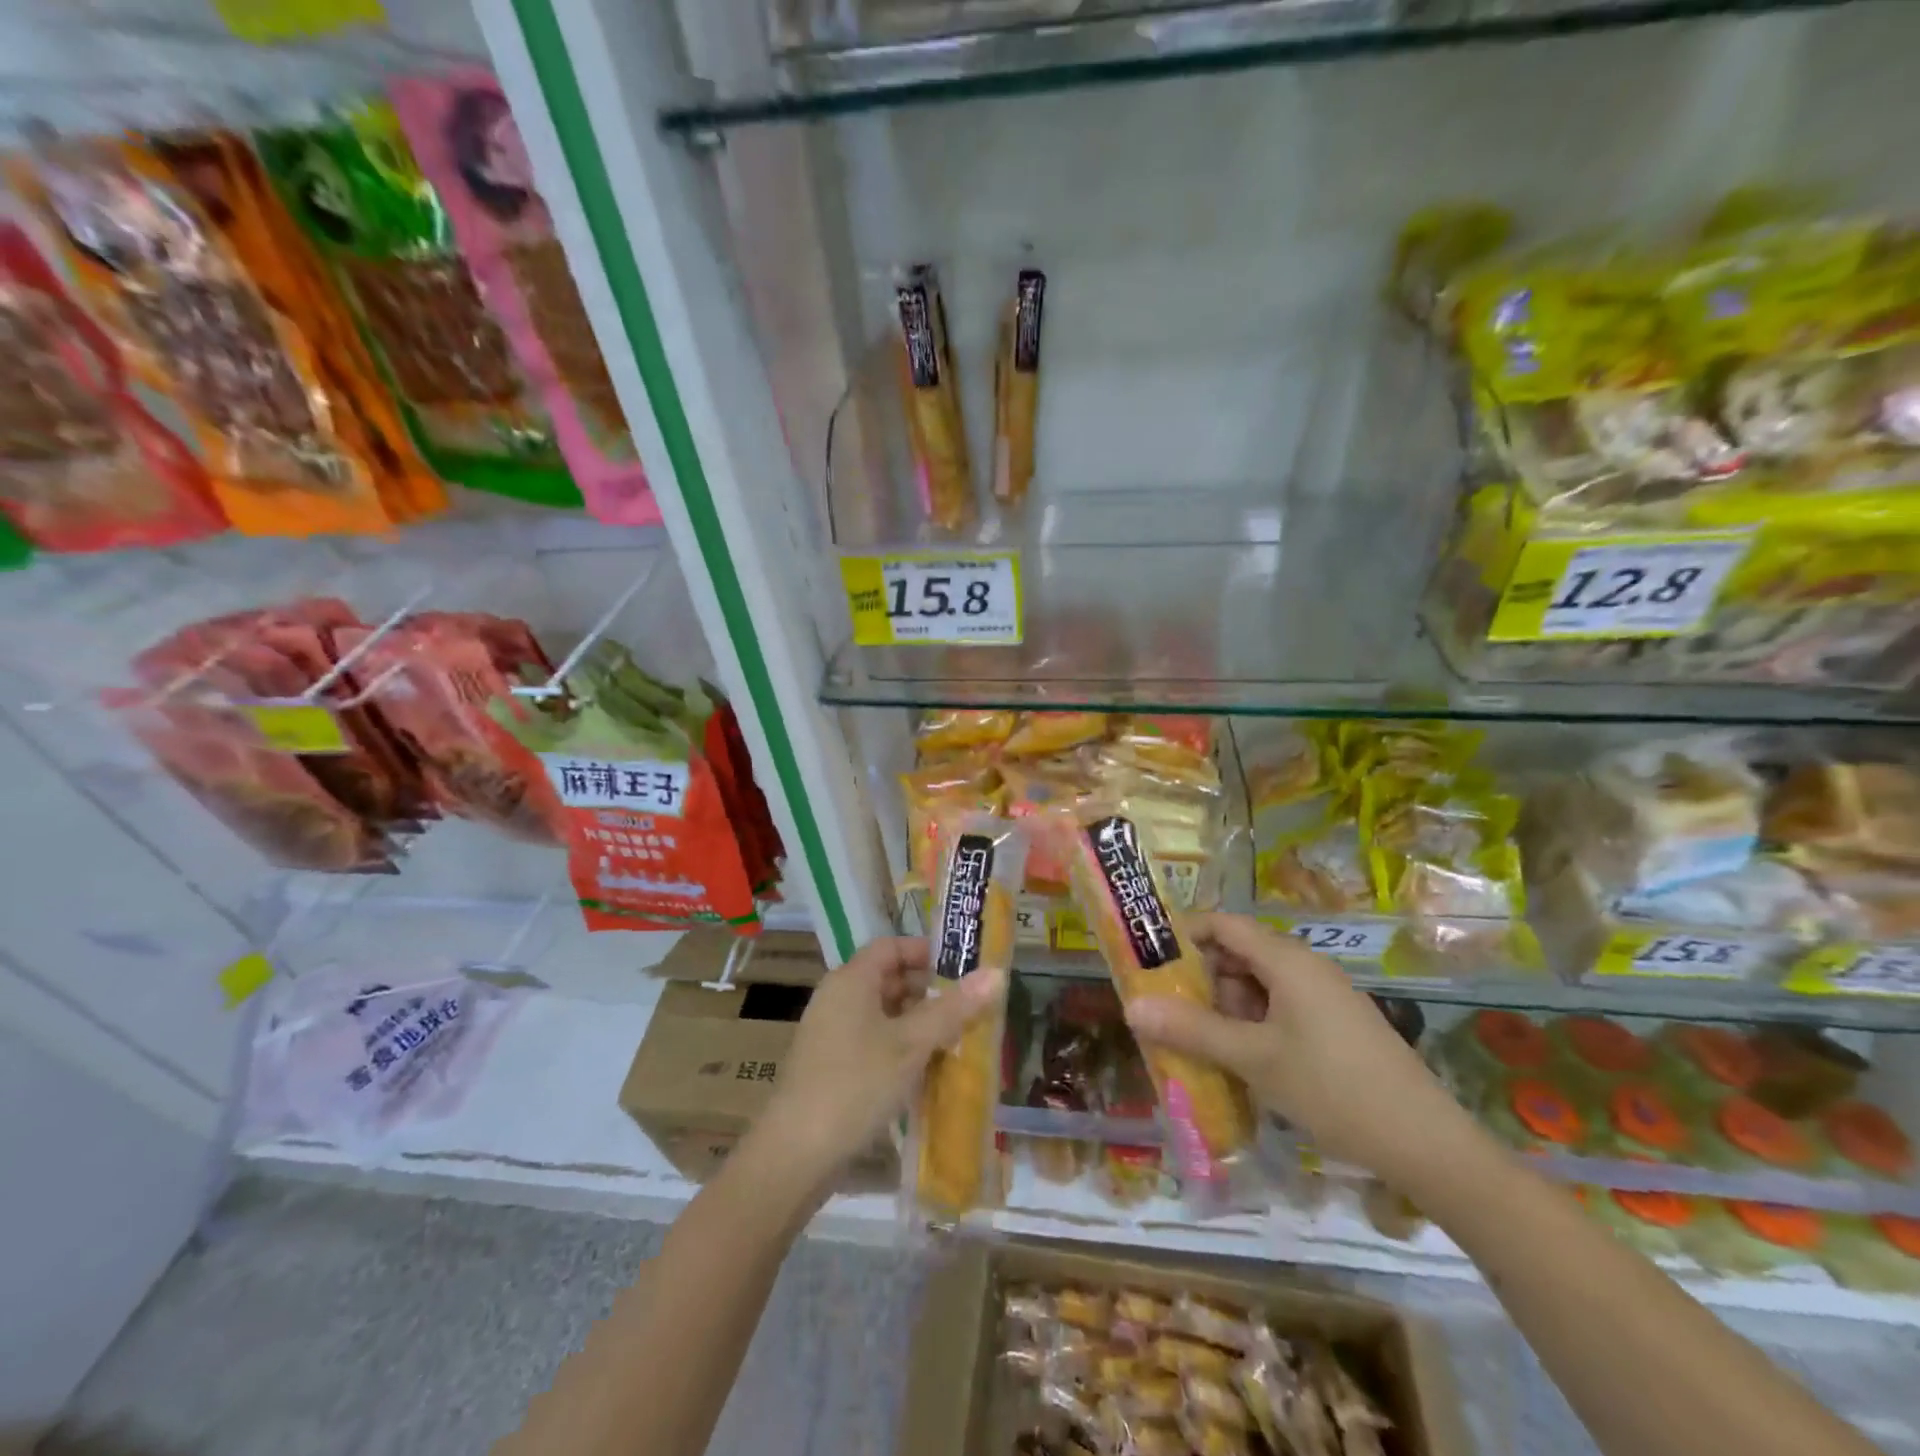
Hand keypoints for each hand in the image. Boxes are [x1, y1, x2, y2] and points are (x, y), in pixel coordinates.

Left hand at [755, 936, 1004, 1185]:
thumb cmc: (856, 1084)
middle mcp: (837, 998)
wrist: (795, 1155)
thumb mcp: (911, 1044)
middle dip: (929, 991)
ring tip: (956, 1040)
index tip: (962, 969)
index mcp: (851, 980)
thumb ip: (954, 1009)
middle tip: (968, 1008)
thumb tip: (997, 973)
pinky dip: (900, 1047)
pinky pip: (872, 1041)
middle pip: (888, 979)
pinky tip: (926, 1071)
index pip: (891, 946)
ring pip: (882, 1014)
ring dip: (918, 1023)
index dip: (926, 952)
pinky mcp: (831, 1067)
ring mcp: (831, 1034)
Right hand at [1125, 913, 1476, 1186]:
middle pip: (1238, 954)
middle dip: (1200, 979)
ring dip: (1225, 1007)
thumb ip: (1191, 1029)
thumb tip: (1131, 1007)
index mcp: (1286, 960)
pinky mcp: (1335, 1024)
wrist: (1427, 1144)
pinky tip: (1242, 1060)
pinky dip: (1252, 1025)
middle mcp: (1305, 967)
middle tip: (1168, 1012)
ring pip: (1258, 985)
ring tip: (1198, 1043)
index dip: (1183, 934)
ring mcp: (1324, 996)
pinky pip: (1280, 1008)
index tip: (1148, 960)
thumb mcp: (1253, 1059)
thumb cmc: (1332, 1089)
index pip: (1223, 924)